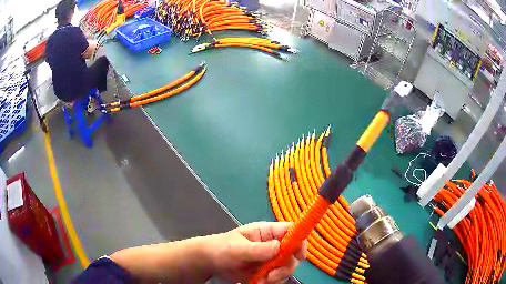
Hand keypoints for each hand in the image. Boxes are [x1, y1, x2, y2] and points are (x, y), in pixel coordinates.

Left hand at [208, 222, 307, 283]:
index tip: (300, 256)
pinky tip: (257, 282)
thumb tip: (278, 247)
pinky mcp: (265, 272)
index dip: (300, 240)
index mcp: (266, 233)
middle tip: (271, 275)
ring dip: (276, 277)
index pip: (290, 231)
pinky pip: (276, 278)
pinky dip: (270, 283)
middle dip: (285, 267)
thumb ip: (257, 248)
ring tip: (260, 280)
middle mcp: (272, 245)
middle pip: (292, 254)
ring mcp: (269, 260)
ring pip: (286, 268)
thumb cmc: (221, 248)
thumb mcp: (237, 248)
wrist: (210, 262)